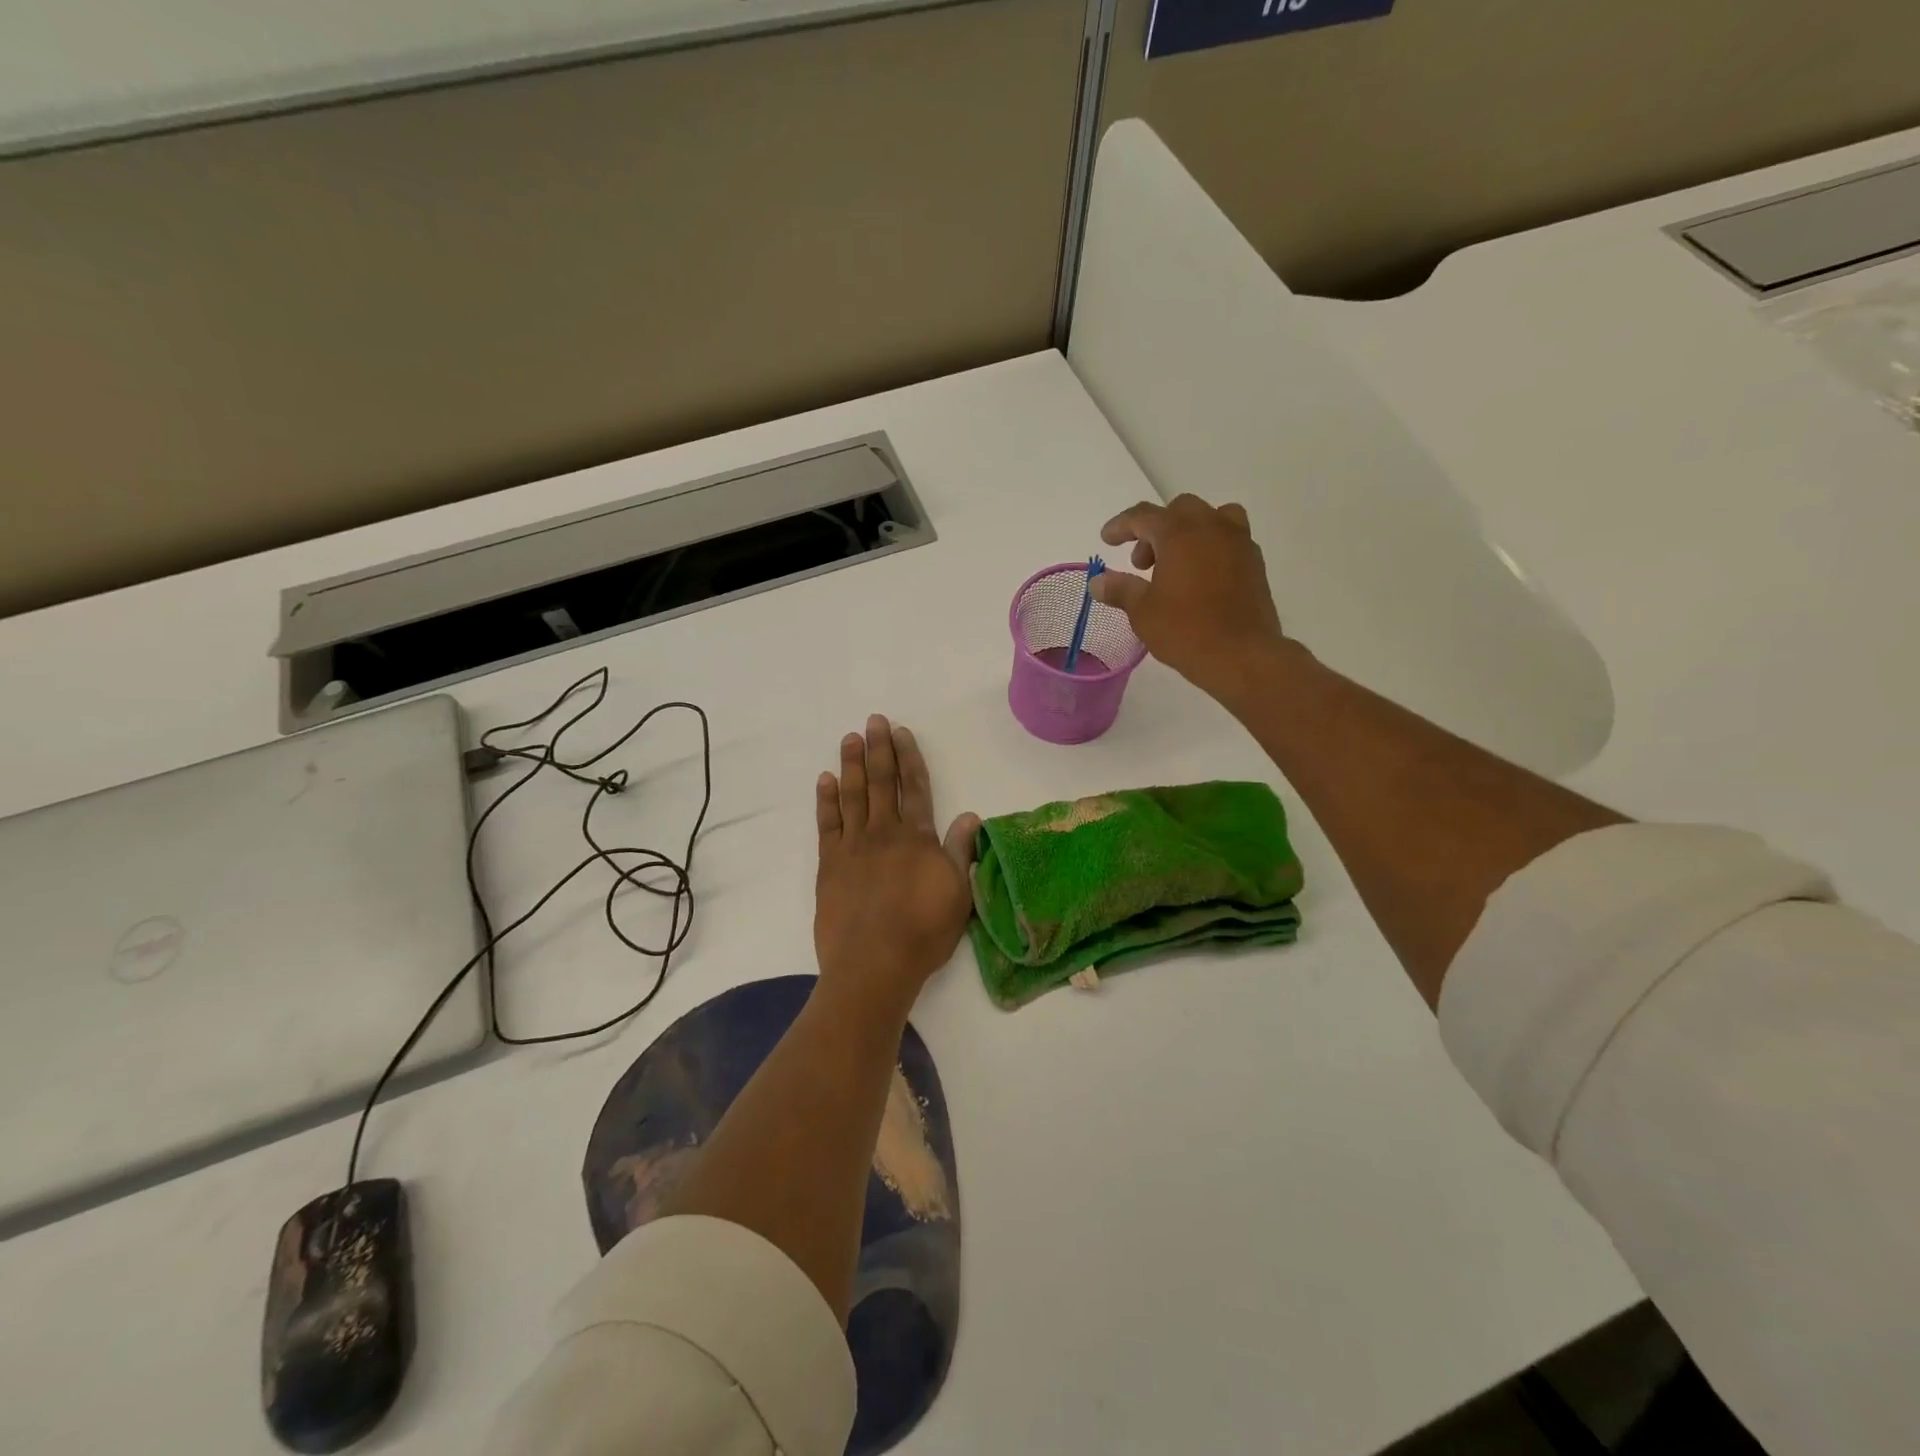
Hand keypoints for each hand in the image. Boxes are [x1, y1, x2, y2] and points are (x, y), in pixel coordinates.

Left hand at [814, 715, 980, 1020]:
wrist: (873, 965)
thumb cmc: (923, 932)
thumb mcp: (958, 894)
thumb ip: (960, 851)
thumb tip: (969, 815)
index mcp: (917, 838)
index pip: (914, 787)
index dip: (909, 757)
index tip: (901, 732)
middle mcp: (884, 833)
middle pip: (882, 782)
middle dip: (879, 750)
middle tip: (873, 721)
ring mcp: (853, 846)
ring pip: (853, 795)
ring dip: (852, 765)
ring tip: (850, 739)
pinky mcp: (829, 864)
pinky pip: (827, 824)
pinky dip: (826, 800)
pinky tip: (825, 780)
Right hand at [1091, 494, 1290, 703]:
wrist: (1242, 655)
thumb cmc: (1186, 631)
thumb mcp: (1143, 612)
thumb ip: (1120, 589)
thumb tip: (1098, 582)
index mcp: (1179, 533)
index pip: (1143, 515)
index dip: (1121, 525)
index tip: (1107, 540)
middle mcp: (1211, 527)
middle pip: (1179, 510)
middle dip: (1155, 530)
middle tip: (1142, 564)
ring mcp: (1238, 542)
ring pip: (1211, 517)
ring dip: (1189, 531)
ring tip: (1177, 562)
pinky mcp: (1255, 562)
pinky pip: (1230, 538)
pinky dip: (1211, 546)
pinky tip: (1201, 577)